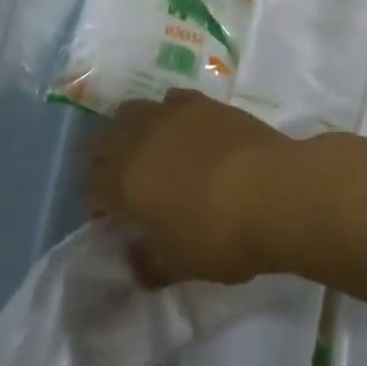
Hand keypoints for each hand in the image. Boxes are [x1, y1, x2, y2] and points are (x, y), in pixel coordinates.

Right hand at [87, 90, 293, 285]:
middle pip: (104, 140)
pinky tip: (185, 131)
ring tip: (152, 152)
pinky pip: (172, 101)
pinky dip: (169, 114)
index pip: (92, 186)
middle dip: (107, 161)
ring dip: (132, 131)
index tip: (113, 220)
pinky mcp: (203, 101)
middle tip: (126, 184)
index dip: (98, 204)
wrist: (275, 190)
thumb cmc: (219, 235)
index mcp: (122, 181)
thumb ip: (147, 263)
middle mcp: (138, 138)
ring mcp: (171, 114)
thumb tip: (134, 259)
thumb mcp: (178, 264)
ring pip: (133, 111)